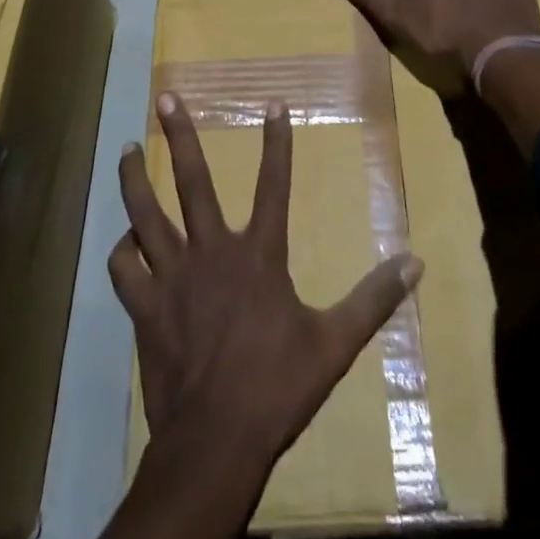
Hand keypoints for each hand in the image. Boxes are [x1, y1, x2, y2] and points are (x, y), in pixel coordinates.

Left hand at [112, 93, 424, 476]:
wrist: (216, 442)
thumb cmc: (279, 387)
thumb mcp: (336, 342)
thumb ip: (374, 298)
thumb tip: (416, 262)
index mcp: (258, 255)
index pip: (273, 183)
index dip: (276, 141)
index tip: (272, 103)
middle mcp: (211, 252)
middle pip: (192, 181)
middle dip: (180, 135)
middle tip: (165, 97)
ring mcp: (172, 278)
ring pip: (145, 214)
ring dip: (134, 179)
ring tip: (126, 149)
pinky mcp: (145, 307)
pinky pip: (124, 267)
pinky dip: (123, 251)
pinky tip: (125, 243)